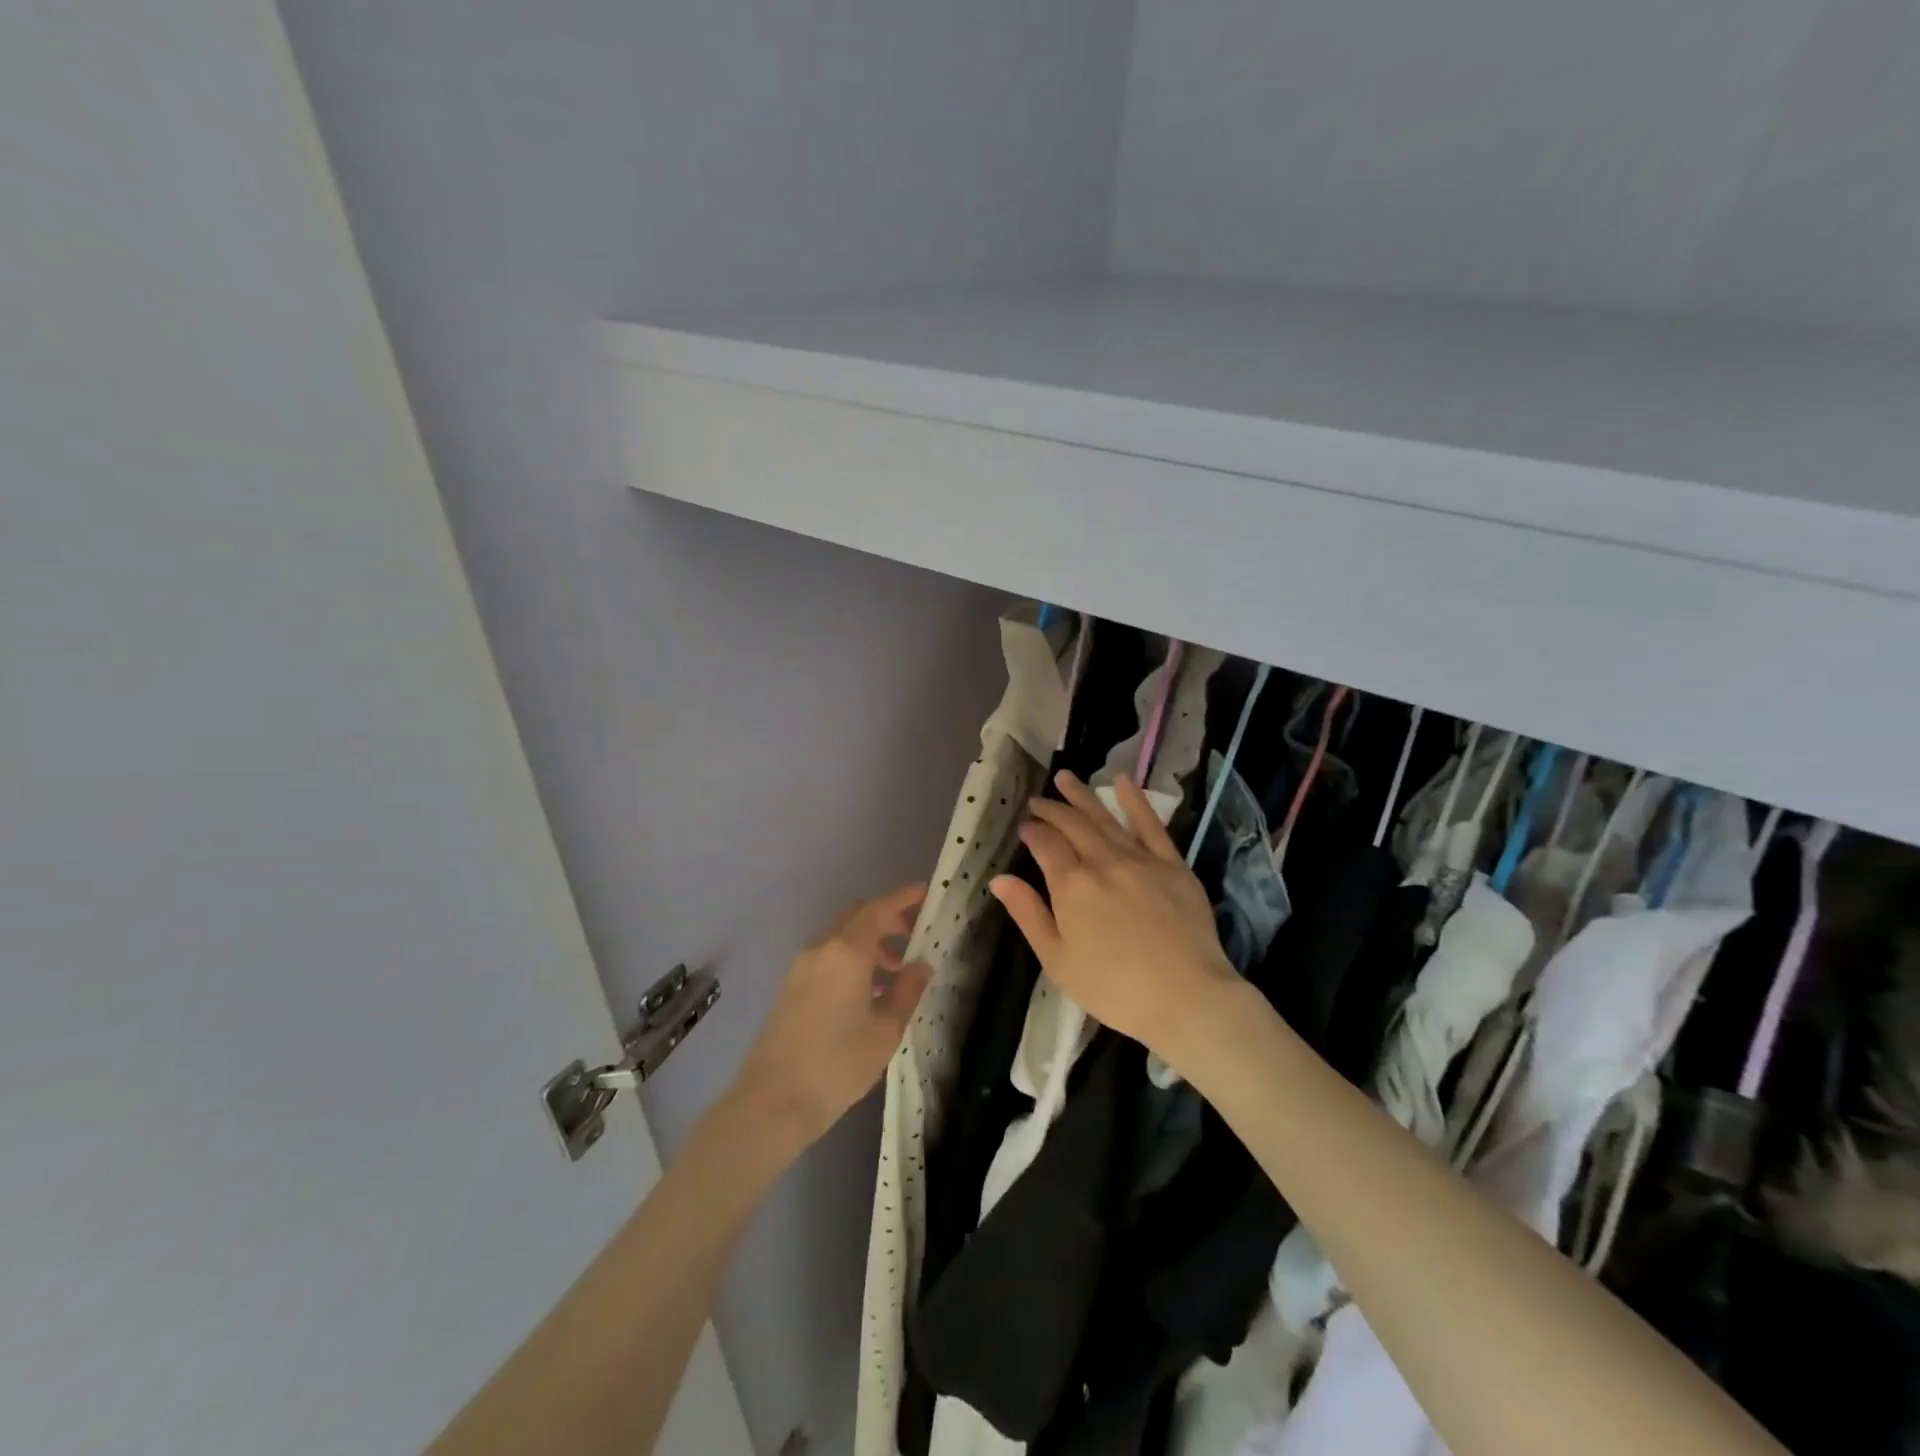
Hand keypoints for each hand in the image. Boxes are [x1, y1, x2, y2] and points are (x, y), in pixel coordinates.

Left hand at [733, 883, 931, 1150]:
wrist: (773, 1101)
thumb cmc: (838, 1064)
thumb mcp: (886, 1030)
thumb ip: (907, 990)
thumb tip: (921, 965)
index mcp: (847, 951)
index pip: (879, 909)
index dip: (903, 898)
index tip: (924, 893)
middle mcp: (821, 948)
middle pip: (857, 917)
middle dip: (886, 920)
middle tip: (913, 938)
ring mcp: (801, 966)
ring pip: (841, 937)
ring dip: (869, 943)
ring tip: (894, 974)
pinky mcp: (790, 986)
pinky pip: (827, 957)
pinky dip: (850, 959)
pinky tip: (866, 993)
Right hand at [991, 772, 1238, 1068]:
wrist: (1186, 997)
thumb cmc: (1114, 988)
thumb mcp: (1058, 960)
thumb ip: (1029, 914)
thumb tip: (1000, 879)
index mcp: (1072, 885)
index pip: (1046, 845)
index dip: (1032, 832)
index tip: (1024, 827)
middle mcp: (1103, 861)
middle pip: (1073, 825)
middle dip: (1052, 809)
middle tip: (1037, 800)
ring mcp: (1140, 859)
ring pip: (1106, 818)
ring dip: (1083, 796)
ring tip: (1066, 778)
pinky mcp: (1173, 865)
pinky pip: (1152, 825)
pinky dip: (1136, 801)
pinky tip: (1124, 782)